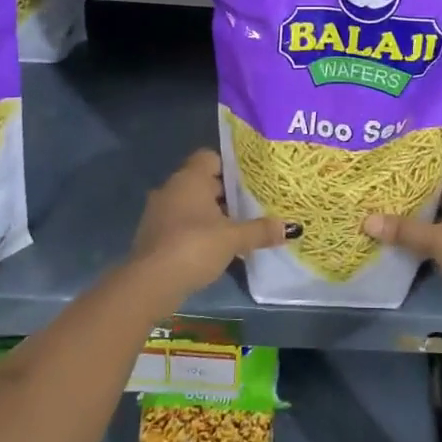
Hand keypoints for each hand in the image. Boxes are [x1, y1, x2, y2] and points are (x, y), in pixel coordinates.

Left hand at [128, 150, 292, 303]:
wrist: (150, 283)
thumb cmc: (194, 247)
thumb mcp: (233, 238)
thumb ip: (260, 230)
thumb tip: (291, 227)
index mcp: (189, 178)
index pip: (211, 157)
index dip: (231, 167)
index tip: (251, 181)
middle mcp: (172, 188)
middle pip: (203, 182)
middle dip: (227, 194)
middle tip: (253, 205)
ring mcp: (159, 212)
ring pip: (192, 205)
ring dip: (212, 215)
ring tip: (239, 228)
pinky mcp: (154, 235)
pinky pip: (182, 224)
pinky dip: (198, 231)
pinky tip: (217, 248)